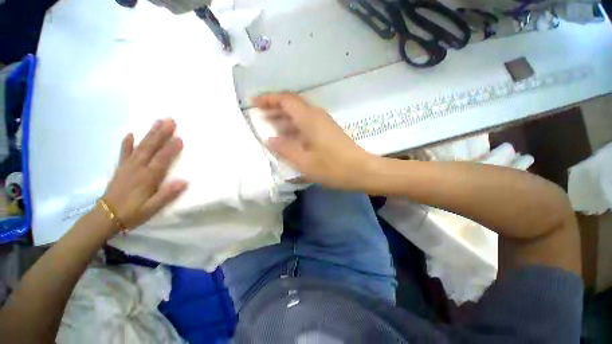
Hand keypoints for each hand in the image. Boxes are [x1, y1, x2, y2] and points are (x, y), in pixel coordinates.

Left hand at [102, 119, 186, 229]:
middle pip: (151, 148)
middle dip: (161, 133)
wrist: (106, 217)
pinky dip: (127, 143)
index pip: (161, 160)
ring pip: (140, 146)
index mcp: (147, 178)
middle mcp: (138, 168)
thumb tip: (183, 181)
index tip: (180, 137)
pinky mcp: (121, 168)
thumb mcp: (152, 208)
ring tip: (158, 121)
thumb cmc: (133, 213)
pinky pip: (123, 153)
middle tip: (170, 121)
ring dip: (149, 133)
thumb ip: (167, 194)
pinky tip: (130, 134)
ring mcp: (128, 166)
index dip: (171, 149)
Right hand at [254, 93, 376, 189]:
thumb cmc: (333, 167)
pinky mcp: (328, 131)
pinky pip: (307, 124)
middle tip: (260, 116)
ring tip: (271, 127)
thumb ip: (285, 149)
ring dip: (285, 118)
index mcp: (309, 119)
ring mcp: (324, 123)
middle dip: (275, 108)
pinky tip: (289, 138)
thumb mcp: (304, 162)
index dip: (268, 99)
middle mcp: (316, 115)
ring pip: (300, 115)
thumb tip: (270, 139)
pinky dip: (295, 127)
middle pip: (292, 105)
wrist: (362, 170)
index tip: (254, 103)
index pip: (285, 100)